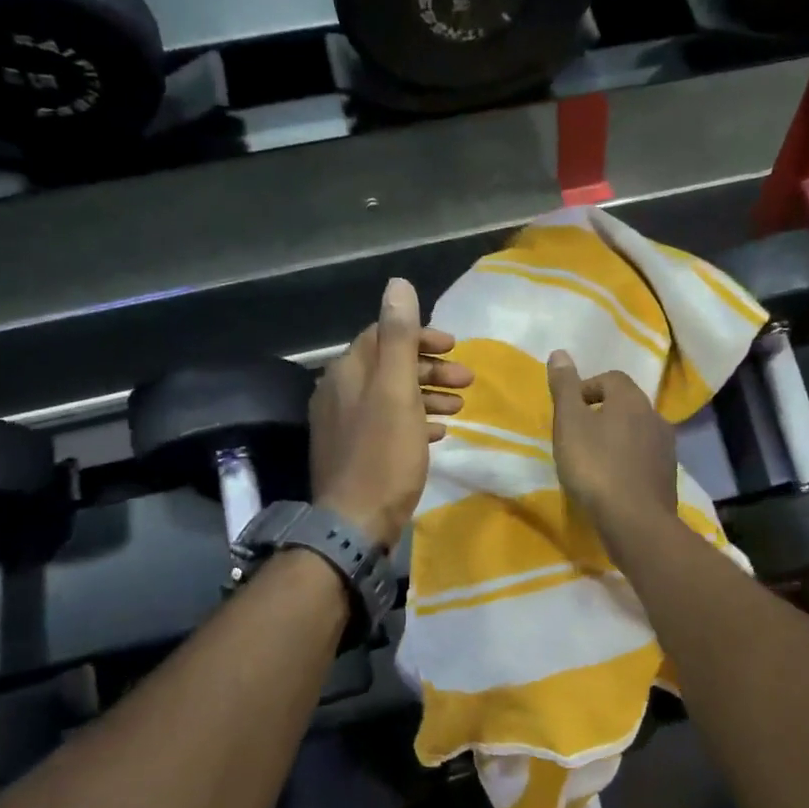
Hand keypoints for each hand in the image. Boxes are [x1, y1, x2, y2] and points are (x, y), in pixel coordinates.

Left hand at [310, 278, 471, 548]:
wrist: (354, 523)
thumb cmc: (383, 454)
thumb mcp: (396, 392)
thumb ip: (398, 338)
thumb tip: (398, 284)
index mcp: (348, 372)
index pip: (384, 335)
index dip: (421, 336)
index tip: (455, 347)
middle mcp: (340, 392)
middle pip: (390, 365)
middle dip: (431, 368)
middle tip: (468, 380)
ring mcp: (346, 424)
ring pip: (392, 396)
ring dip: (428, 395)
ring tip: (461, 406)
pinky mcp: (355, 451)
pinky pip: (389, 424)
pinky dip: (416, 421)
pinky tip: (439, 432)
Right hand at [547, 351, 677, 534]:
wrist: (635, 520)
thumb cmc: (595, 466)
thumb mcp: (569, 423)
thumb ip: (564, 388)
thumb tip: (559, 353)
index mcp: (631, 399)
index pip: (611, 378)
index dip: (587, 389)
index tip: (569, 411)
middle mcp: (655, 416)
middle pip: (626, 404)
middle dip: (603, 413)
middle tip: (578, 435)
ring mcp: (666, 447)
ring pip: (637, 431)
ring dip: (617, 438)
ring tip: (594, 459)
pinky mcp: (668, 475)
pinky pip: (644, 457)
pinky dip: (628, 461)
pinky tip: (613, 480)